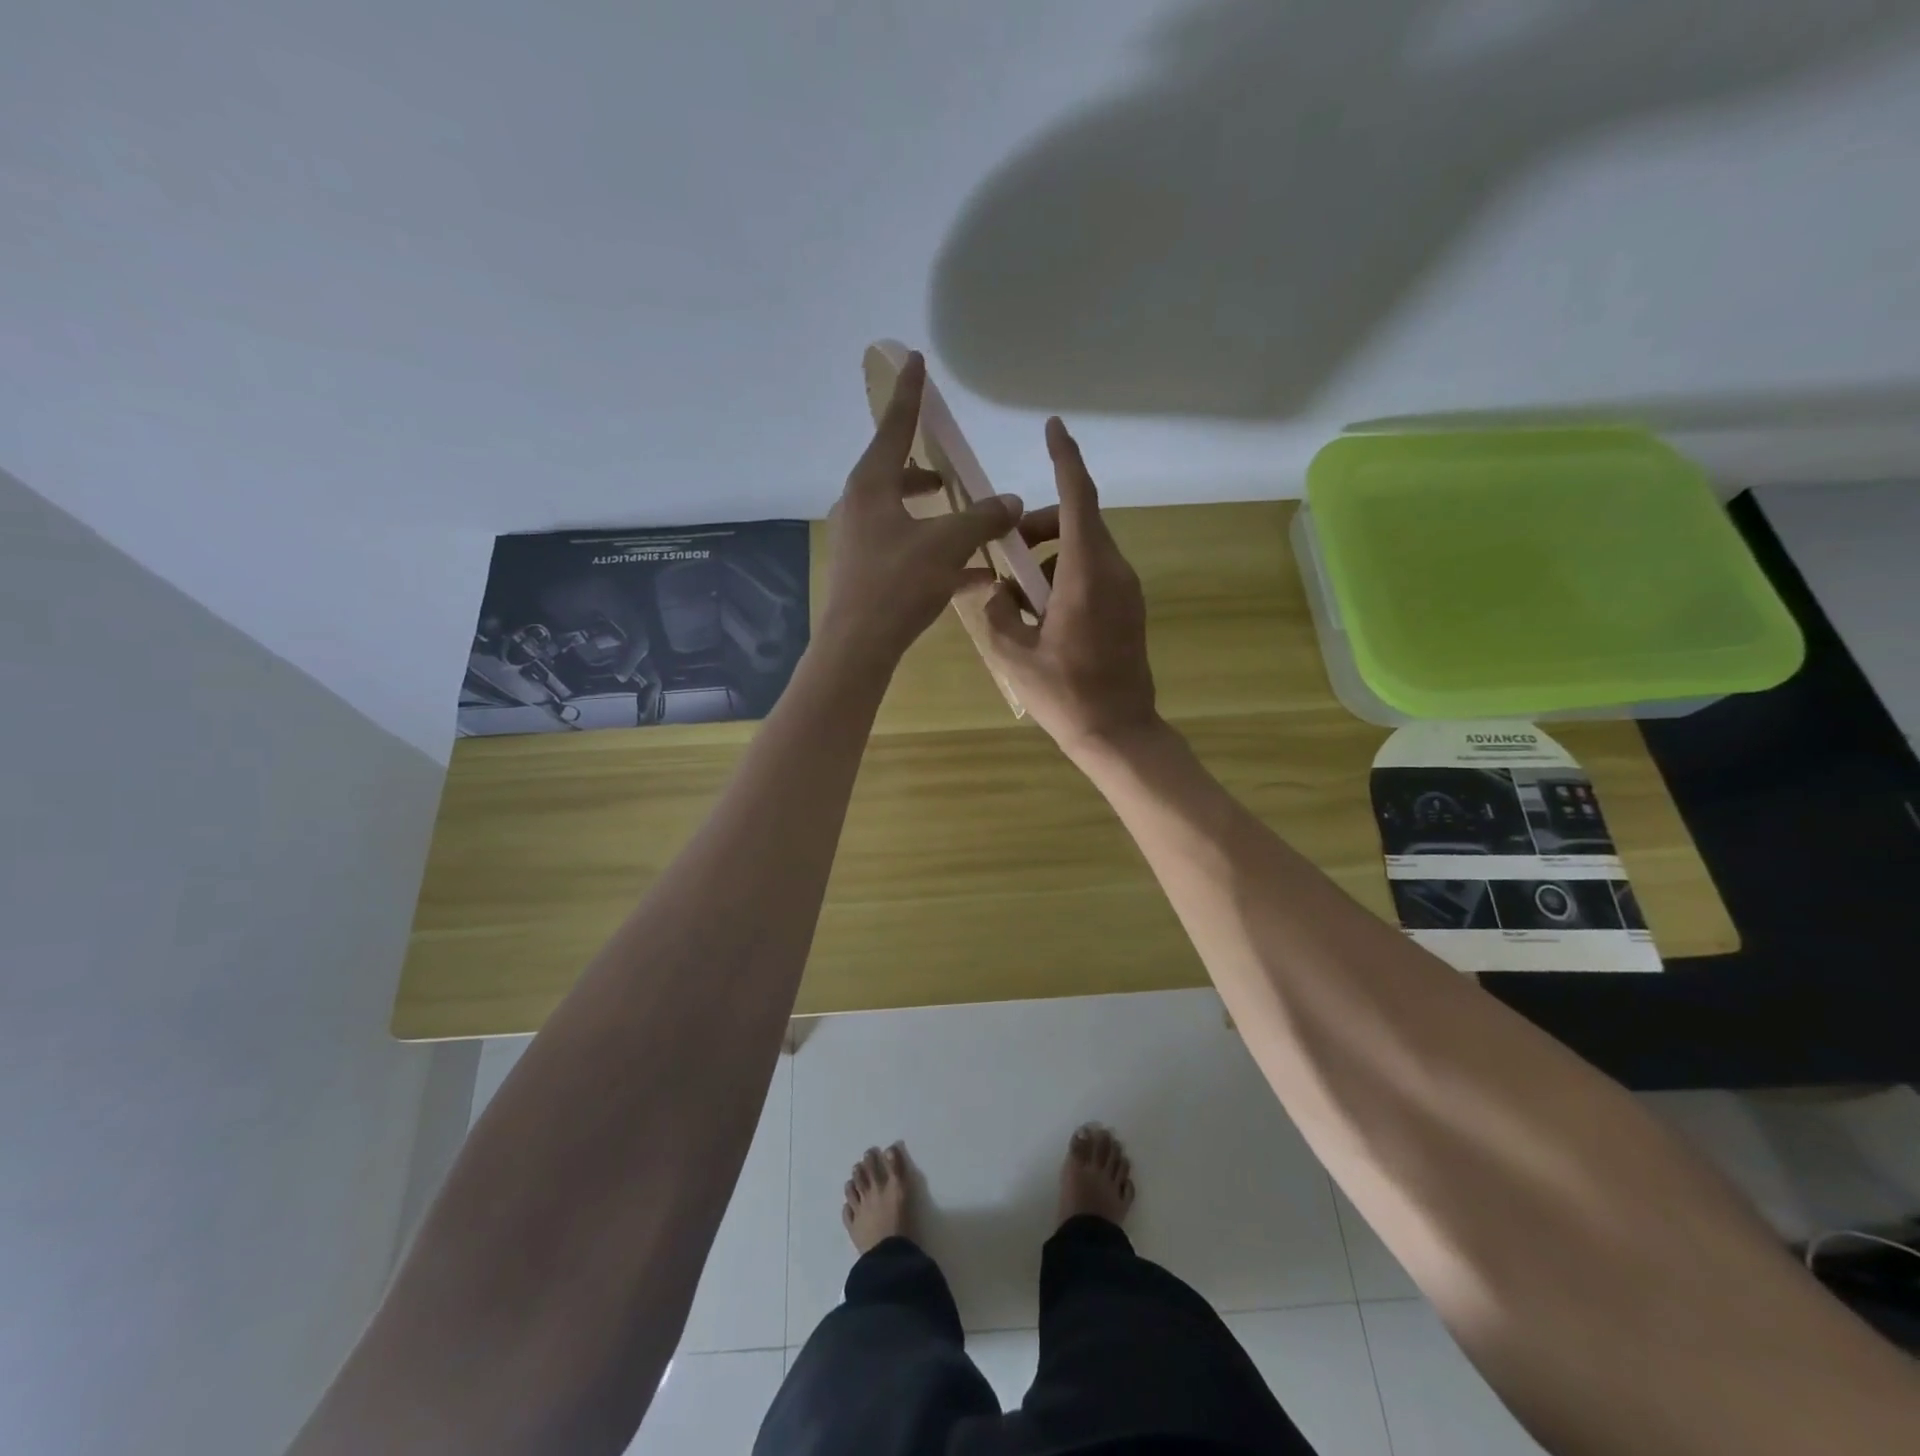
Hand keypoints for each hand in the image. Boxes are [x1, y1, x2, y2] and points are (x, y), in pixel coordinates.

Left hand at [820, 352, 1024, 670]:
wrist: (858, 646)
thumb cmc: (898, 583)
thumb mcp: (947, 545)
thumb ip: (982, 519)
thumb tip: (1012, 502)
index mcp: (871, 485)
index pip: (894, 428)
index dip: (910, 395)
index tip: (915, 361)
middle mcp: (859, 507)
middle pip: (894, 475)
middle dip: (925, 472)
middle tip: (950, 475)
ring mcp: (859, 542)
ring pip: (901, 516)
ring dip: (933, 516)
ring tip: (966, 524)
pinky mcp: (865, 574)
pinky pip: (905, 551)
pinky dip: (934, 553)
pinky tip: (971, 575)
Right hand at [964, 418, 1158, 757]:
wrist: (1118, 732)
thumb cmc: (1065, 694)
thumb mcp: (1014, 653)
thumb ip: (996, 611)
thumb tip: (992, 589)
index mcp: (1086, 575)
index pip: (1077, 500)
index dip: (1065, 460)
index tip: (1054, 428)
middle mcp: (1113, 573)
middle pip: (1078, 523)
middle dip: (1039, 526)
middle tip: (1005, 553)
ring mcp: (1127, 591)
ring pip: (1085, 550)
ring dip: (1050, 556)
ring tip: (1017, 596)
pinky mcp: (1129, 609)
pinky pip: (1095, 573)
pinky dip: (1065, 575)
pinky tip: (1042, 614)